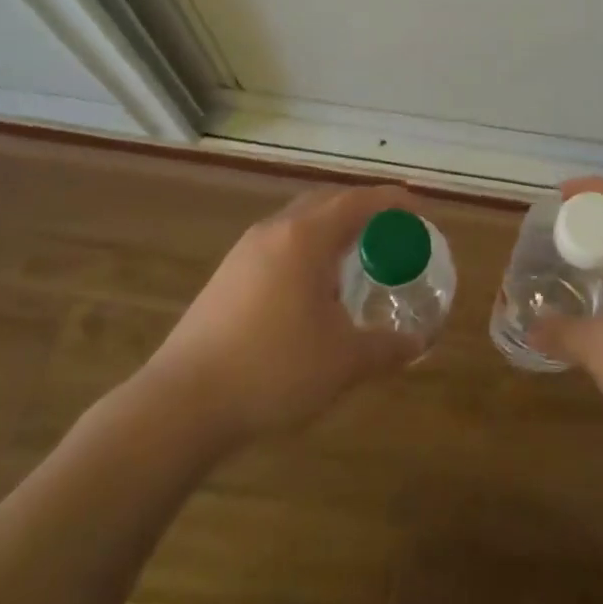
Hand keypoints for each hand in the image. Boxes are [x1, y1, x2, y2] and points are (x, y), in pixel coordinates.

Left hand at [136, 184, 427, 446]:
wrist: (182, 402)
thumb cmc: (273, 370)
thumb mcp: (343, 362)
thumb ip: (386, 347)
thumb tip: (418, 344)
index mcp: (305, 237)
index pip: (358, 201)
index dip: (393, 201)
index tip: (420, 209)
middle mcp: (274, 230)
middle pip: (327, 201)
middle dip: (363, 208)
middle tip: (393, 230)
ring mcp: (245, 251)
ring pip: (299, 221)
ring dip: (332, 227)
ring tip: (356, 257)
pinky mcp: (227, 275)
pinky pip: (280, 243)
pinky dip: (308, 248)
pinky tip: (313, 286)